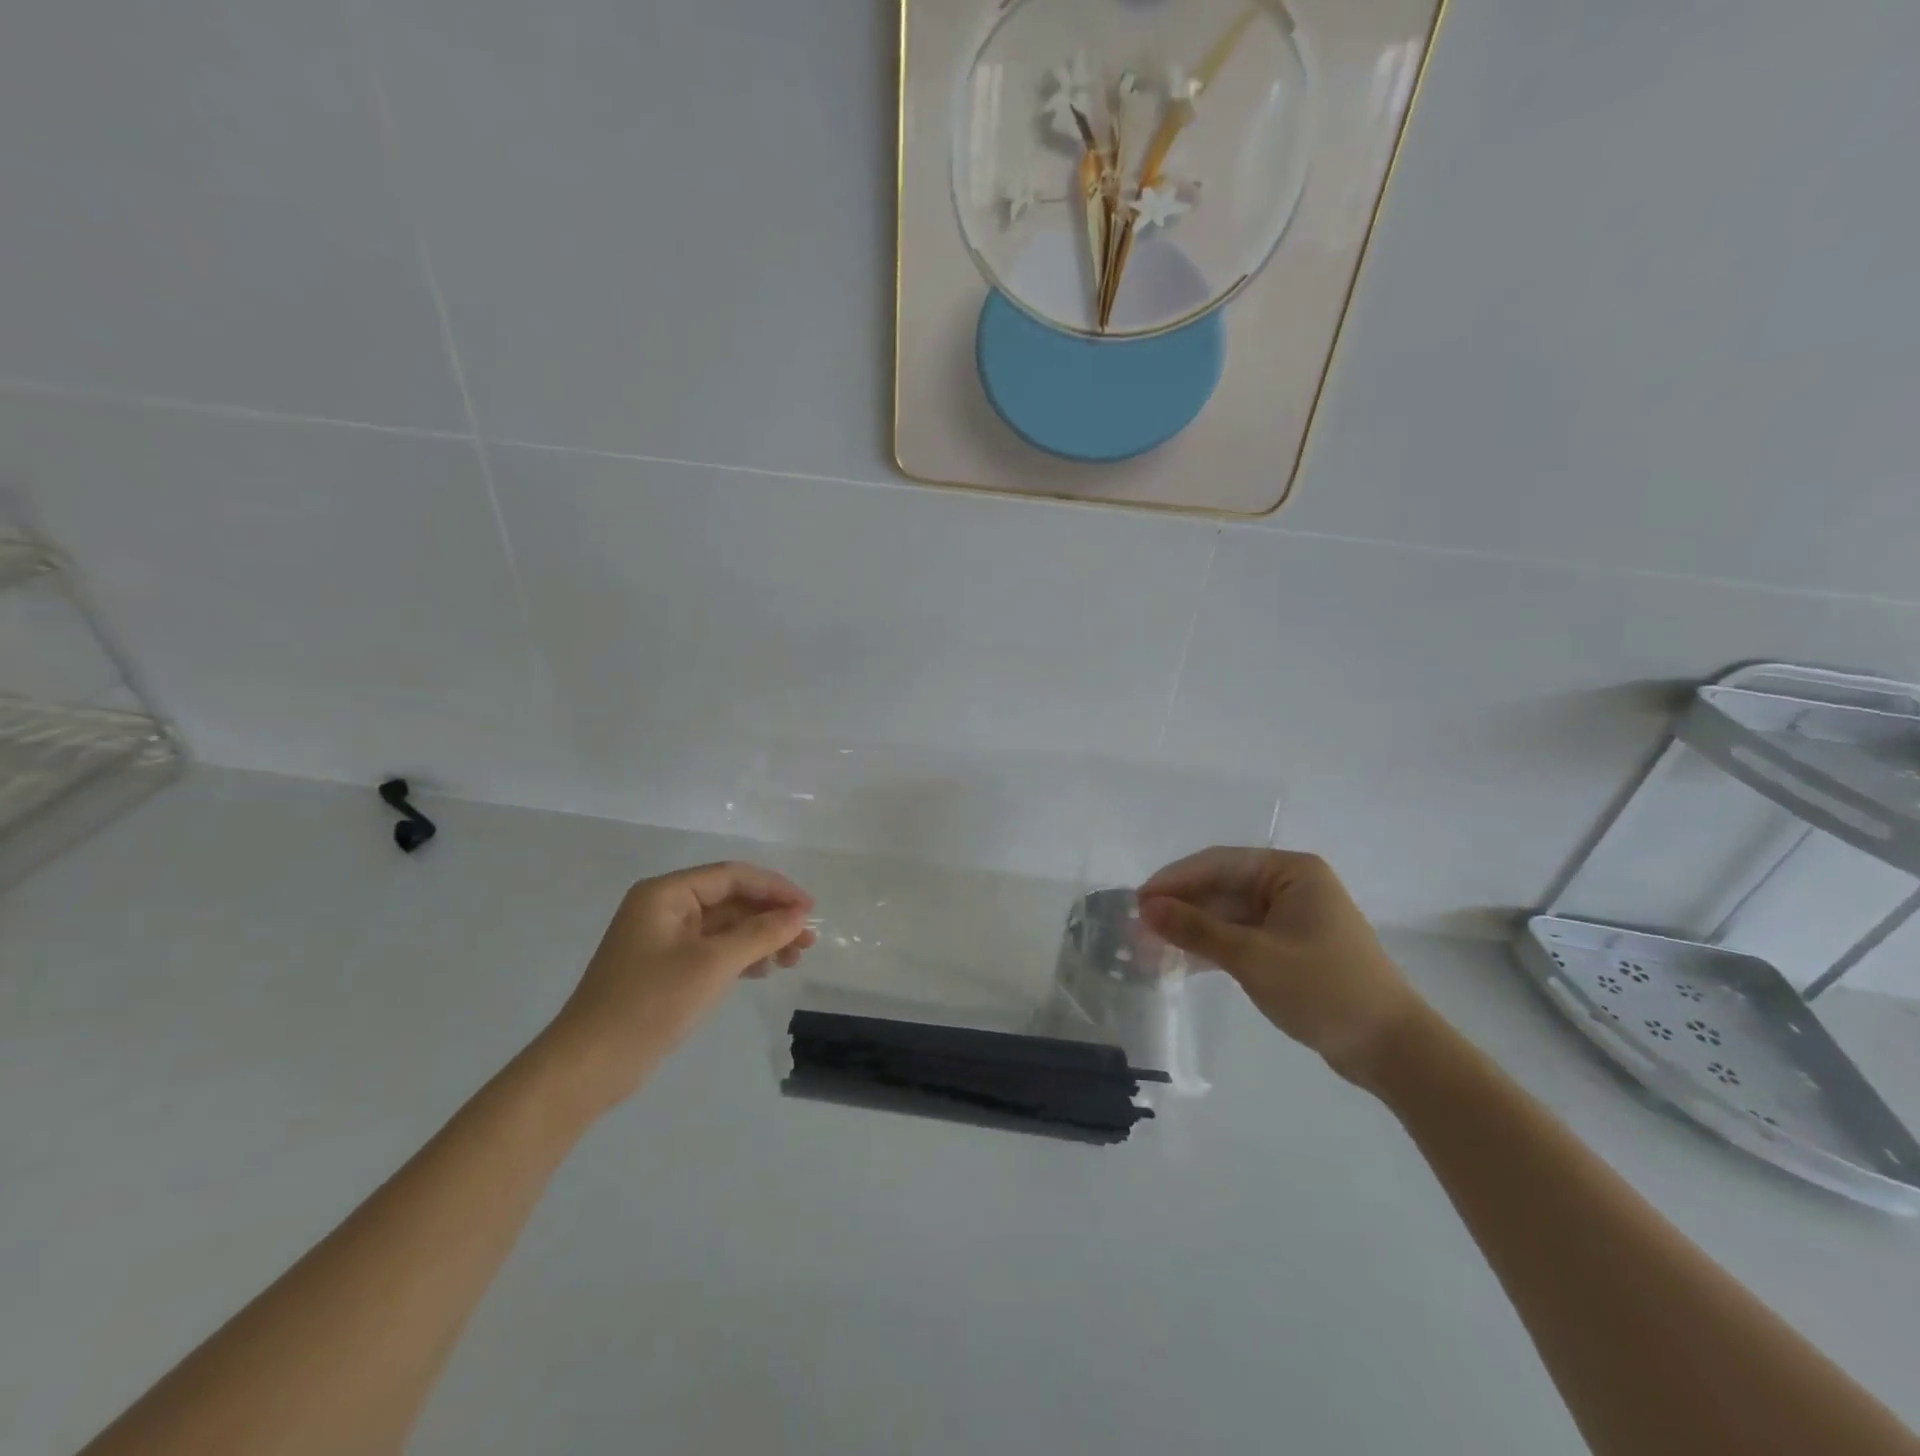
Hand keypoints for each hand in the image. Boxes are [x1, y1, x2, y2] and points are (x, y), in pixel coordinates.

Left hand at [537, 862, 815, 1113]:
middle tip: (807, 940)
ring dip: (761, 938)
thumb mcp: (712, 964)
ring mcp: (664, 940)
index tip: (809, 910)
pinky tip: (764, 970)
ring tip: (794, 959)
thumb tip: (800, 915)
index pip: (732, 876)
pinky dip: (741, 956)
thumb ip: (760, 934)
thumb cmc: (649, 1004)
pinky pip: (713, 950)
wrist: (588, 1066)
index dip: (775, 889)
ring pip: (725, 927)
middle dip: (771, 917)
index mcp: (666, 893)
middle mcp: (664, 908)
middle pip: (730, 900)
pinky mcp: (666, 969)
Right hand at [1139, 848, 1429, 1087]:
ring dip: (1192, 929)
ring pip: (1227, 914)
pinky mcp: (1289, 946)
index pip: (1219, 864)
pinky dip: (1212, 947)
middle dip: (1180, 907)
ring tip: (1150, 947)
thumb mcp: (1254, 957)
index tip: (1138, 901)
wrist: (1391, 1049)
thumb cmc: (1324, 989)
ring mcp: (1290, 917)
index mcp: (1290, 871)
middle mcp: (1290, 885)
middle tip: (1138, 929)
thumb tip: (1146, 908)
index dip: (1174, 880)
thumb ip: (1197, 929)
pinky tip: (1181, 961)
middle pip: (1221, 887)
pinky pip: (1240, 936)